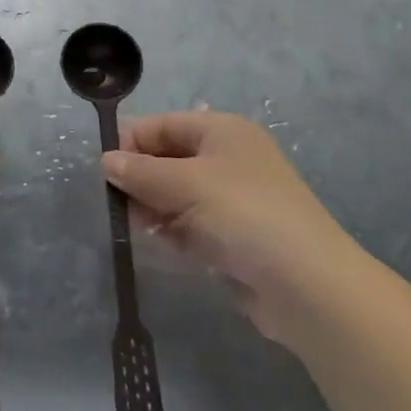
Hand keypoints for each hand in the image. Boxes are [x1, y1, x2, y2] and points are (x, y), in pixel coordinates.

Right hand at [102, 111, 360, 341]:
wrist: (307, 286)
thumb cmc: (244, 214)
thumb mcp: (185, 184)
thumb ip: (141, 172)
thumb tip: (106, 161)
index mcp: (222, 131)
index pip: (163, 125)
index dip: (131, 142)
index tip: (103, 170)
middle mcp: (228, 158)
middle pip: (168, 159)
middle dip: (141, 179)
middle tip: (115, 203)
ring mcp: (233, 200)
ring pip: (177, 195)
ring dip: (154, 208)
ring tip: (136, 227)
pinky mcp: (234, 237)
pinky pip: (191, 225)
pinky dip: (173, 232)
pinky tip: (161, 245)